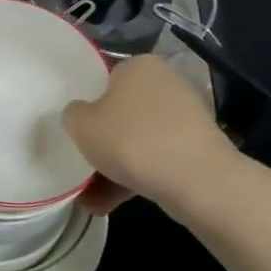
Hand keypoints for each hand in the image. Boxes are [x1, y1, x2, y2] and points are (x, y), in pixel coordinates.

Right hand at [62, 54, 237, 213]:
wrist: (198, 180)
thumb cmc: (131, 140)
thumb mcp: (80, 124)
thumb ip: (72, 114)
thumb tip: (81, 115)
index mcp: (138, 65)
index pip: (104, 78)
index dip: (86, 104)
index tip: (75, 130)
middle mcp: (164, 83)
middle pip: (121, 112)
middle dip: (101, 141)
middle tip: (81, 164)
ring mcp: (184, 117)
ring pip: (137, 140)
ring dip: (113, 167)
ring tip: (90, 198)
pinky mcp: (196, 147)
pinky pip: (156, 159)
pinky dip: (134, 178)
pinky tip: (108, 204)